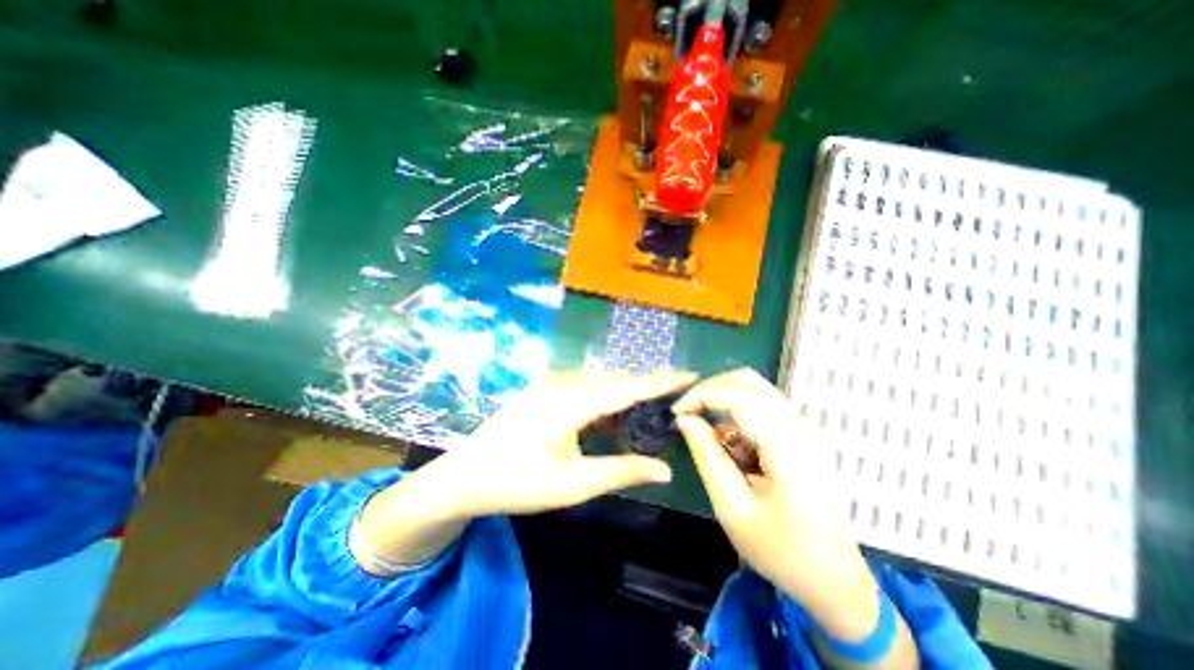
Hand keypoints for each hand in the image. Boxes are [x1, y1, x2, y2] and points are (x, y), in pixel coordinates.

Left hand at [431, 370, 694, 514]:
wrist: (464, 476)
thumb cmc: (519, 482)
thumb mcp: (574, 483)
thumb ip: (622, 470)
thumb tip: (666, 469)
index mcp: (572, 401)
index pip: (628, 386)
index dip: (662, 380)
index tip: (691, 373)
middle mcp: (563, 382)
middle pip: (616, 380)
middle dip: (645, 389)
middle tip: (672, 403)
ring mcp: (550, 382)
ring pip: (600, 382)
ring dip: (623, 395)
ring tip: (646, 414)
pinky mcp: (544, 388)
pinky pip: (584, 386)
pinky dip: (603, 399)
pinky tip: (610, 418)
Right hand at [676, 370, 878, 641]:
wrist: (835, 579)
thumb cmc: (782, 552)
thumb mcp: (733, 510)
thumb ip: (707, 458)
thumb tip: (685, 419)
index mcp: (789, 451)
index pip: (742, 396)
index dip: (703, 395)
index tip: (677, 411)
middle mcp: (801, 429)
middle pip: (749, 382)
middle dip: (711, 389)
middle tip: (687, 412)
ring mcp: (804, 429)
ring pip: (755, 388)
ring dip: (722, 398)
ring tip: (702, 426)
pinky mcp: (800, 434)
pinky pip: (761, 405)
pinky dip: (735, 413)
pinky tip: (729, 444)